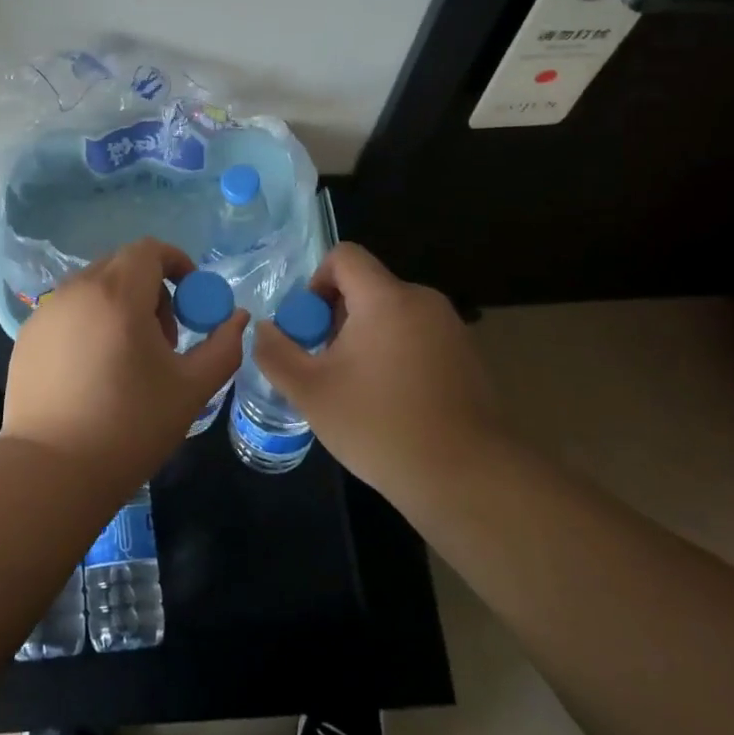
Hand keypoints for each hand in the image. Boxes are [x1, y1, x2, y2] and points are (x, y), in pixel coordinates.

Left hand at [2, 238, 248, 488]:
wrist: (51, 472)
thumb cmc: (130, 426)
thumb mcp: (191, 388)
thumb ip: (223, 346)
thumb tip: (238, 318)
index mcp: (117, 293)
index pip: (149, 250)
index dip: (177, 264)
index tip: (191, 300)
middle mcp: (77, 290)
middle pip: (121, 265)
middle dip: (151, 288)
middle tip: (164, 338)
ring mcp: (46, 312)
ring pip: (93, 287)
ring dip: (120, 305)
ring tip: (128, 359)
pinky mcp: (26, 336)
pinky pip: (68, 311)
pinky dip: (90, 322)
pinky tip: (93, 372)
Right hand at [252, 242, 497, 508]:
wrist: (467, 478)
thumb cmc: (380, 426)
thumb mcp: (311, 393)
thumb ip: (277, 353)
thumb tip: (265, 329)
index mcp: (386, 298)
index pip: (345, 256)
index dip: (316, 282)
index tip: (310, 327)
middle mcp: (423, 301)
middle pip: (367, 287)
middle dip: (337, 317)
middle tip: (326, 365)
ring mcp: (451, 329)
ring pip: (392, 314)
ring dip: (366, 338)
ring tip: (357, 388)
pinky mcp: (468, 357)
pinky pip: (418, 337)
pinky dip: (396, 355)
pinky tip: (392, 403)